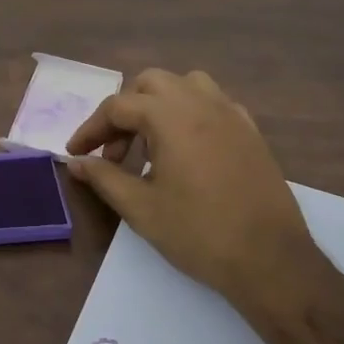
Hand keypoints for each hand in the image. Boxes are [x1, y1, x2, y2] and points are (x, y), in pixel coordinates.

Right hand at [65, 70, 315, 321]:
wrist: (270, 260)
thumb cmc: (198, 233)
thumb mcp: (141, 208)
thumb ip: (103, 177)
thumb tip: (74, 162)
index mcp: (170, 117)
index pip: (118, 107)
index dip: (91, 129)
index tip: (76, 153)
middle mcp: (201, 103)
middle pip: (151, 84)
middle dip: (125, 111)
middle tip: (114, 152)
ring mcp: (231, 114)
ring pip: (186, 85)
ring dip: (160, 104)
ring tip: (150, 143)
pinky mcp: (251, 131)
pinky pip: (214, 103)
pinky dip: (191, 114)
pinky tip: (187, 149)